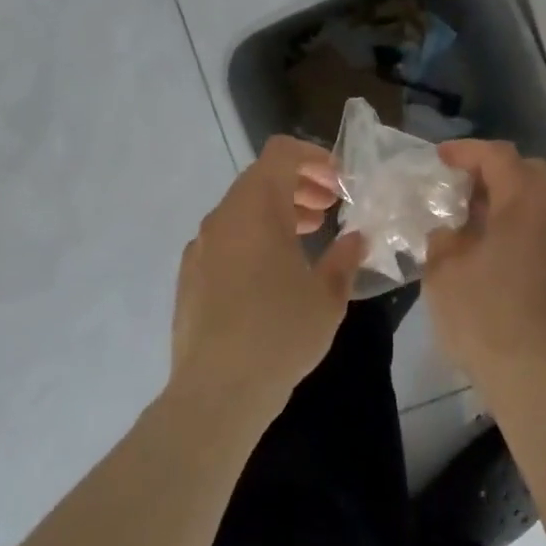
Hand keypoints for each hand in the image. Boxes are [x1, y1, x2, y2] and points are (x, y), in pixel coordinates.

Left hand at [170, 136, 365, 420]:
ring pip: (242, 209)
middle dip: (299, 185)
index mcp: (256, 208)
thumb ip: (344, 257)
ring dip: (278, 212)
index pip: (281, 153)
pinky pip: (226, 238)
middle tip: (330, 208)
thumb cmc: (280, 332)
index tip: (338, 182)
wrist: (216, 392)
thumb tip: (356, 239)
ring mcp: (201, 246)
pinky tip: (273, 273)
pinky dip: (253, 237)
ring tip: (309, 236)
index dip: (313, 157)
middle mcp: (223, 217)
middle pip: (261, 178)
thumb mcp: (328, 295)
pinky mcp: (190, 276)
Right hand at [424, 141, 545, 394]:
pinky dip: (516, 220)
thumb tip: (450, 230)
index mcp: (524, 203)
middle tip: (461, 183)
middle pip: (528, 170)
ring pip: (538, 199)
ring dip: (506, 196)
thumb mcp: (444, 270)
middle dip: (493, 169)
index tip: (439, 159)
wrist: (533, 374)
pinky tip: (489, 245)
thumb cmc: (483, 315)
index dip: (466, 151)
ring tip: (471, 215)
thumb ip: (444, 237)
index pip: (498, 157)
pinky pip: (541, 225)